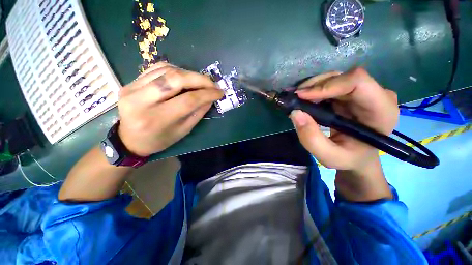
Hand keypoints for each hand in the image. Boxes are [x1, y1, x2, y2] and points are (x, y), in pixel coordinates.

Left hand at [117, 62, 223, 156]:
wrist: (129, 140)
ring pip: (166, 70)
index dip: (207, 94)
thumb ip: (197, 113)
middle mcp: (141, 101)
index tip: (220, 92)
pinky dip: (175, 70)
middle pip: (175, 79)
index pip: (187, 100)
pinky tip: (184, 77)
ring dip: (188, 73)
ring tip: (200, 81)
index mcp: (156, 120)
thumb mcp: (183, 131)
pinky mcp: (130, 82)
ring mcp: (132, 88)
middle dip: (199, 79)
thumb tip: (210, 98)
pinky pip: (156, 68)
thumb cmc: (159, 140)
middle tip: (212, 83)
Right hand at [291, 68, 397, 200]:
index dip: (327, 85)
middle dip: (315, 86)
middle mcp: (377, 95)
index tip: (301, 96)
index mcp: (381, 111)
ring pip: (335, 78)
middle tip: (294, 98)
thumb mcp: (329, 156)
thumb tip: (295, 113)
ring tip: (297, 99)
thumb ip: (311, 139)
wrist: (358, 156)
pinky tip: (304, 99)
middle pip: (343, 77)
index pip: (358, 82)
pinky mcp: (352, 93)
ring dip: (312, 87)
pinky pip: (331, 84)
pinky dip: (314, 90)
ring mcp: (364, 92)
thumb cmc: (349, 158)